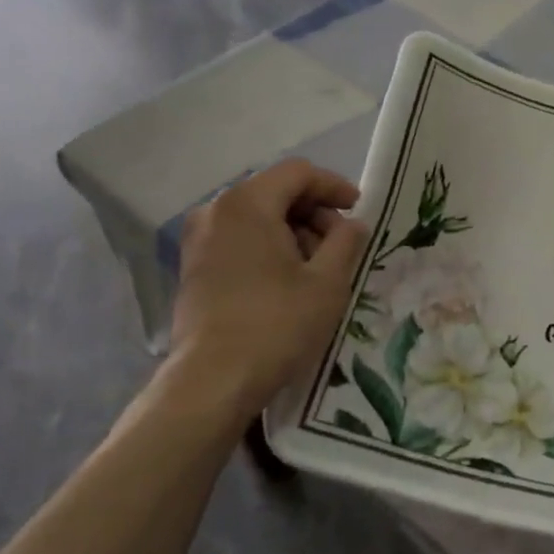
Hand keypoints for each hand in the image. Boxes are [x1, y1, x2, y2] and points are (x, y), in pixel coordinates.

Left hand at [169, 159, 367, 411]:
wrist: (212, 381)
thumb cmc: (276, 324)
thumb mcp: (328, 281)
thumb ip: (346, 241)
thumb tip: (352, 224)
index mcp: (247, 203)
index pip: (298, 173)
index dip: (334, 186)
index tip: (359, 210)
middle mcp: (215, 211)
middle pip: (275, 192)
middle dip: (314, 212)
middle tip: (342, 245)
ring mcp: (199, 240)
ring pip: (257, 217)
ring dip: (294, 232)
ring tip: (319, 267)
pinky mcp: (194, 268)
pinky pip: (239, 240)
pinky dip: (269, 248)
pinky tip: (289, 280)